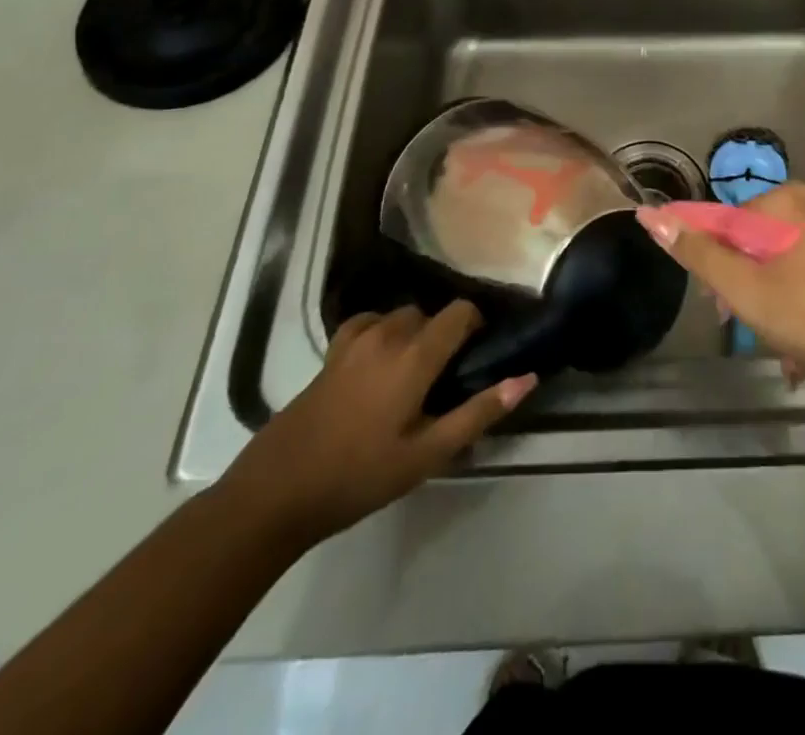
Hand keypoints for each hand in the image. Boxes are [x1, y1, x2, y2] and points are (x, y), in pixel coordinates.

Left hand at [220, 303, 533, 548]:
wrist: (277, 491)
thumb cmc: (360, 475)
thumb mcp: (427, 453)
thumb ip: (479, 412)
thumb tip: (527, 378)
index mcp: (415, 355)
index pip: (460, 312)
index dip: (476, 325)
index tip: (479, 354)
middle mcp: (387, 333)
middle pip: (430, 313)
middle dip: (444, 334)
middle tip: (447, 377)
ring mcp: (354, 340)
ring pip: (400, 317)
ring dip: (414, 333)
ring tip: (414, 374)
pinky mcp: (331, 352)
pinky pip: (368, 323)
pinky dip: (382, 332)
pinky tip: (379, 365)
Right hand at [637, 182, 804, 408]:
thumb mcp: (751, 293)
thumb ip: (700, 254)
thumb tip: (651, 215)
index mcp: (791, 199)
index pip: (726, 222)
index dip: (716, 266)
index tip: (721, 308)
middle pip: (760, 238)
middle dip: (749, 285)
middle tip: (755, 331)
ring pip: (791, 257)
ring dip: (778, 299)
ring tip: (787, 349)